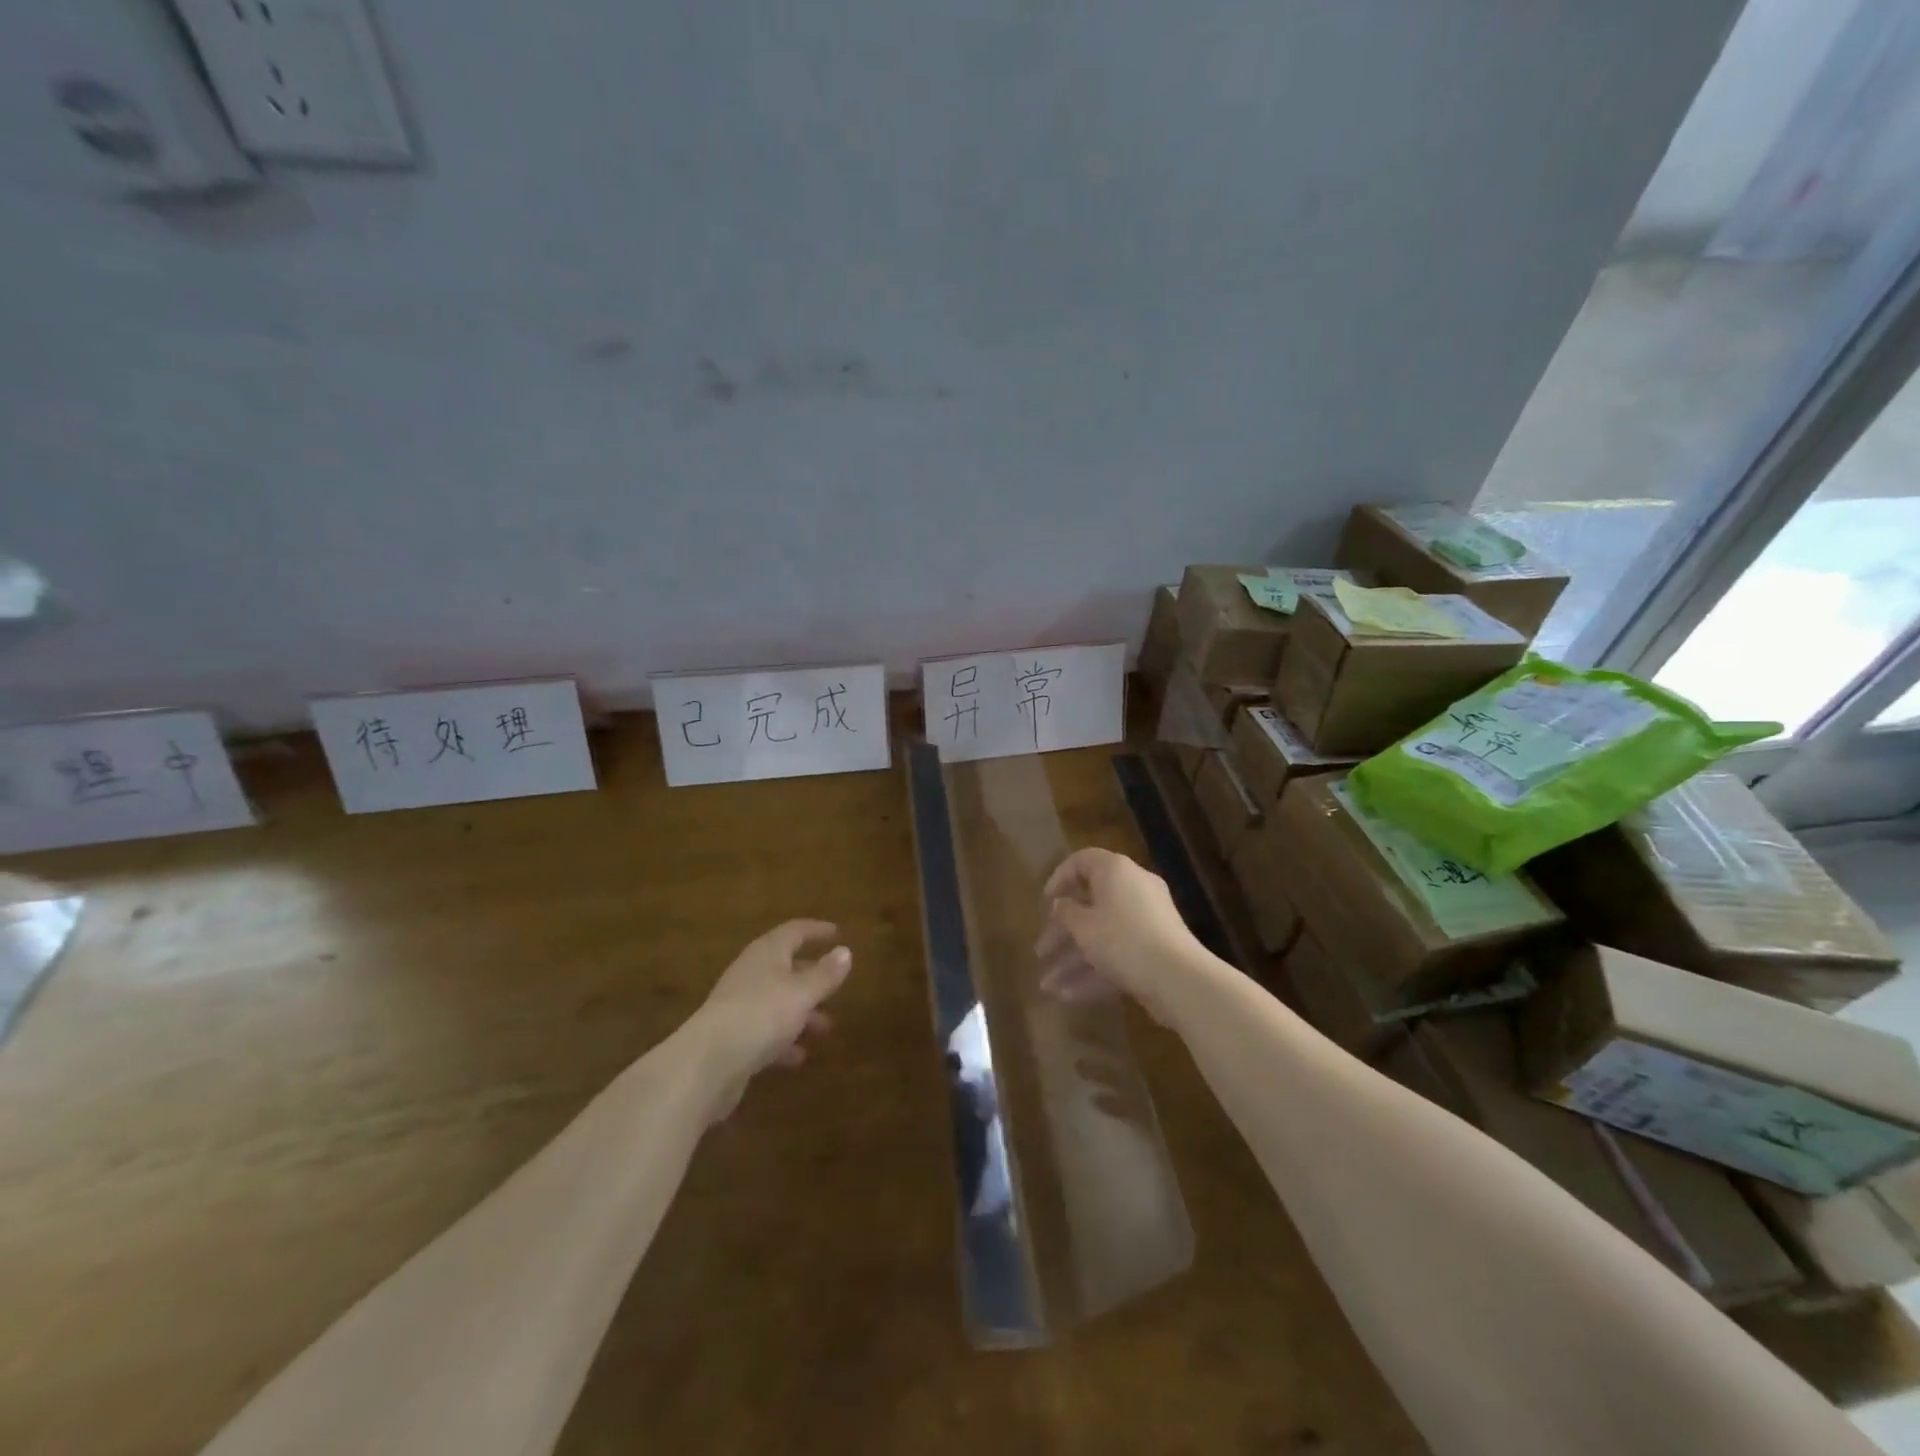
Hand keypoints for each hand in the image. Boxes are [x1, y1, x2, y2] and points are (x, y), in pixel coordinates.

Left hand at [691, 919, 851, 1120]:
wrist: (705, 1065)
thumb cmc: (761, 1016)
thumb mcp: (802, 993)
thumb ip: (825, 974)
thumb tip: (845, 951)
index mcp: (766, 954)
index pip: (794, 931)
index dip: (816, 931)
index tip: (837, 933)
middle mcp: (751, 974)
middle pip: (785, 967)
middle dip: (812, 978)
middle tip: (836, 987)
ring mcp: (738, 1006)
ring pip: (777, 1002)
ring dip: (802, 1013)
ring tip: (826, 1029)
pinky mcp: (732, 1038)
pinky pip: (765, 1032)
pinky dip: (784, 1040)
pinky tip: (798, 1057)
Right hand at [1034, 848, 1200, 1026]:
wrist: (1177, 977)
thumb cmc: (1122, 939)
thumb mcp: (1083, 926)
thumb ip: (1066, 912)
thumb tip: (1062, 904)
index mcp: (1115, 871)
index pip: (1082, 861)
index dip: (1059, 879)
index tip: (1045, 902)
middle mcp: (1133, 889)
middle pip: (1090, 906)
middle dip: (1062, 934)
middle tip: (1041, 953)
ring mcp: (1147, 921)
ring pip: (1102, 936)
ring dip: (1073, 961)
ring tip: (1047, 987)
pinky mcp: (1154, 950)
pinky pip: (1118, 954)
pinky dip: (1095, 972)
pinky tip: (1069, 997)